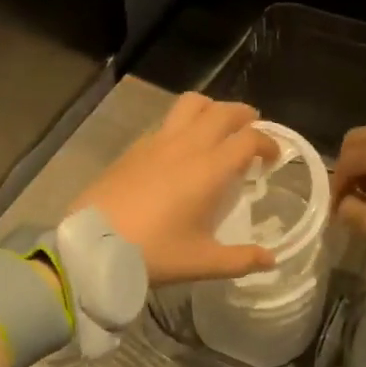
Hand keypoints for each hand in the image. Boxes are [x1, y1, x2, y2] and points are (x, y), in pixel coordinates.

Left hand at [74, 93, 280, 284]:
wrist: (92, 245)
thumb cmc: (152, 253)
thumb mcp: (201, 262)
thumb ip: (240, 259)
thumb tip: (271, 260)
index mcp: (210, 169)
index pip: (249, 138)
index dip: (269, 142)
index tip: (274, 158)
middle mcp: (187, 145)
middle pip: (223, 111)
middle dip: (244, 116)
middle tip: (252, 133)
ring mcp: (157, 141)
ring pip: (192, 104)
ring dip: (212, 109)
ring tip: (217, 129)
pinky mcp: (135, 147)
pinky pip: (167, 121)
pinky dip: (183, 124)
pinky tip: (180, 150)